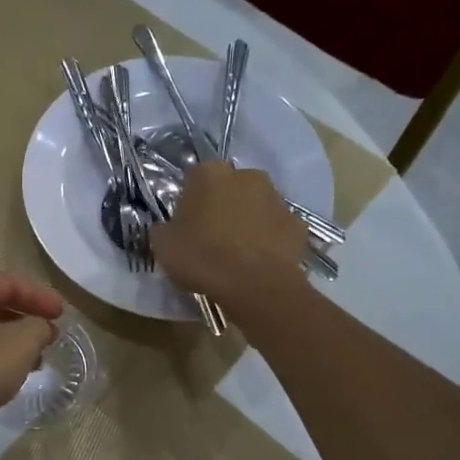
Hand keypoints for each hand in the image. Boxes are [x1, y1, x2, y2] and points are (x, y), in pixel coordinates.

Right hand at [149, 161, 308, 306]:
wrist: (256, 286)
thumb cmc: (203, 259)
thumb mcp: (163, 247)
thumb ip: (162, 229)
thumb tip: (165, 228)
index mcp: (209, 173)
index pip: (194, 178)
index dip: (189, 201)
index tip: (185, 224)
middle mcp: (246, 175)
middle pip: (228, 187)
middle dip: (221, 205)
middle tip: (210, 236)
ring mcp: (277, 197)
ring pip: (255, 204)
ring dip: (247, 219)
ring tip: (237, 252)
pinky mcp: (297, 222)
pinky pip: (276, 227)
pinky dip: (269, 238)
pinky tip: (259, 260)